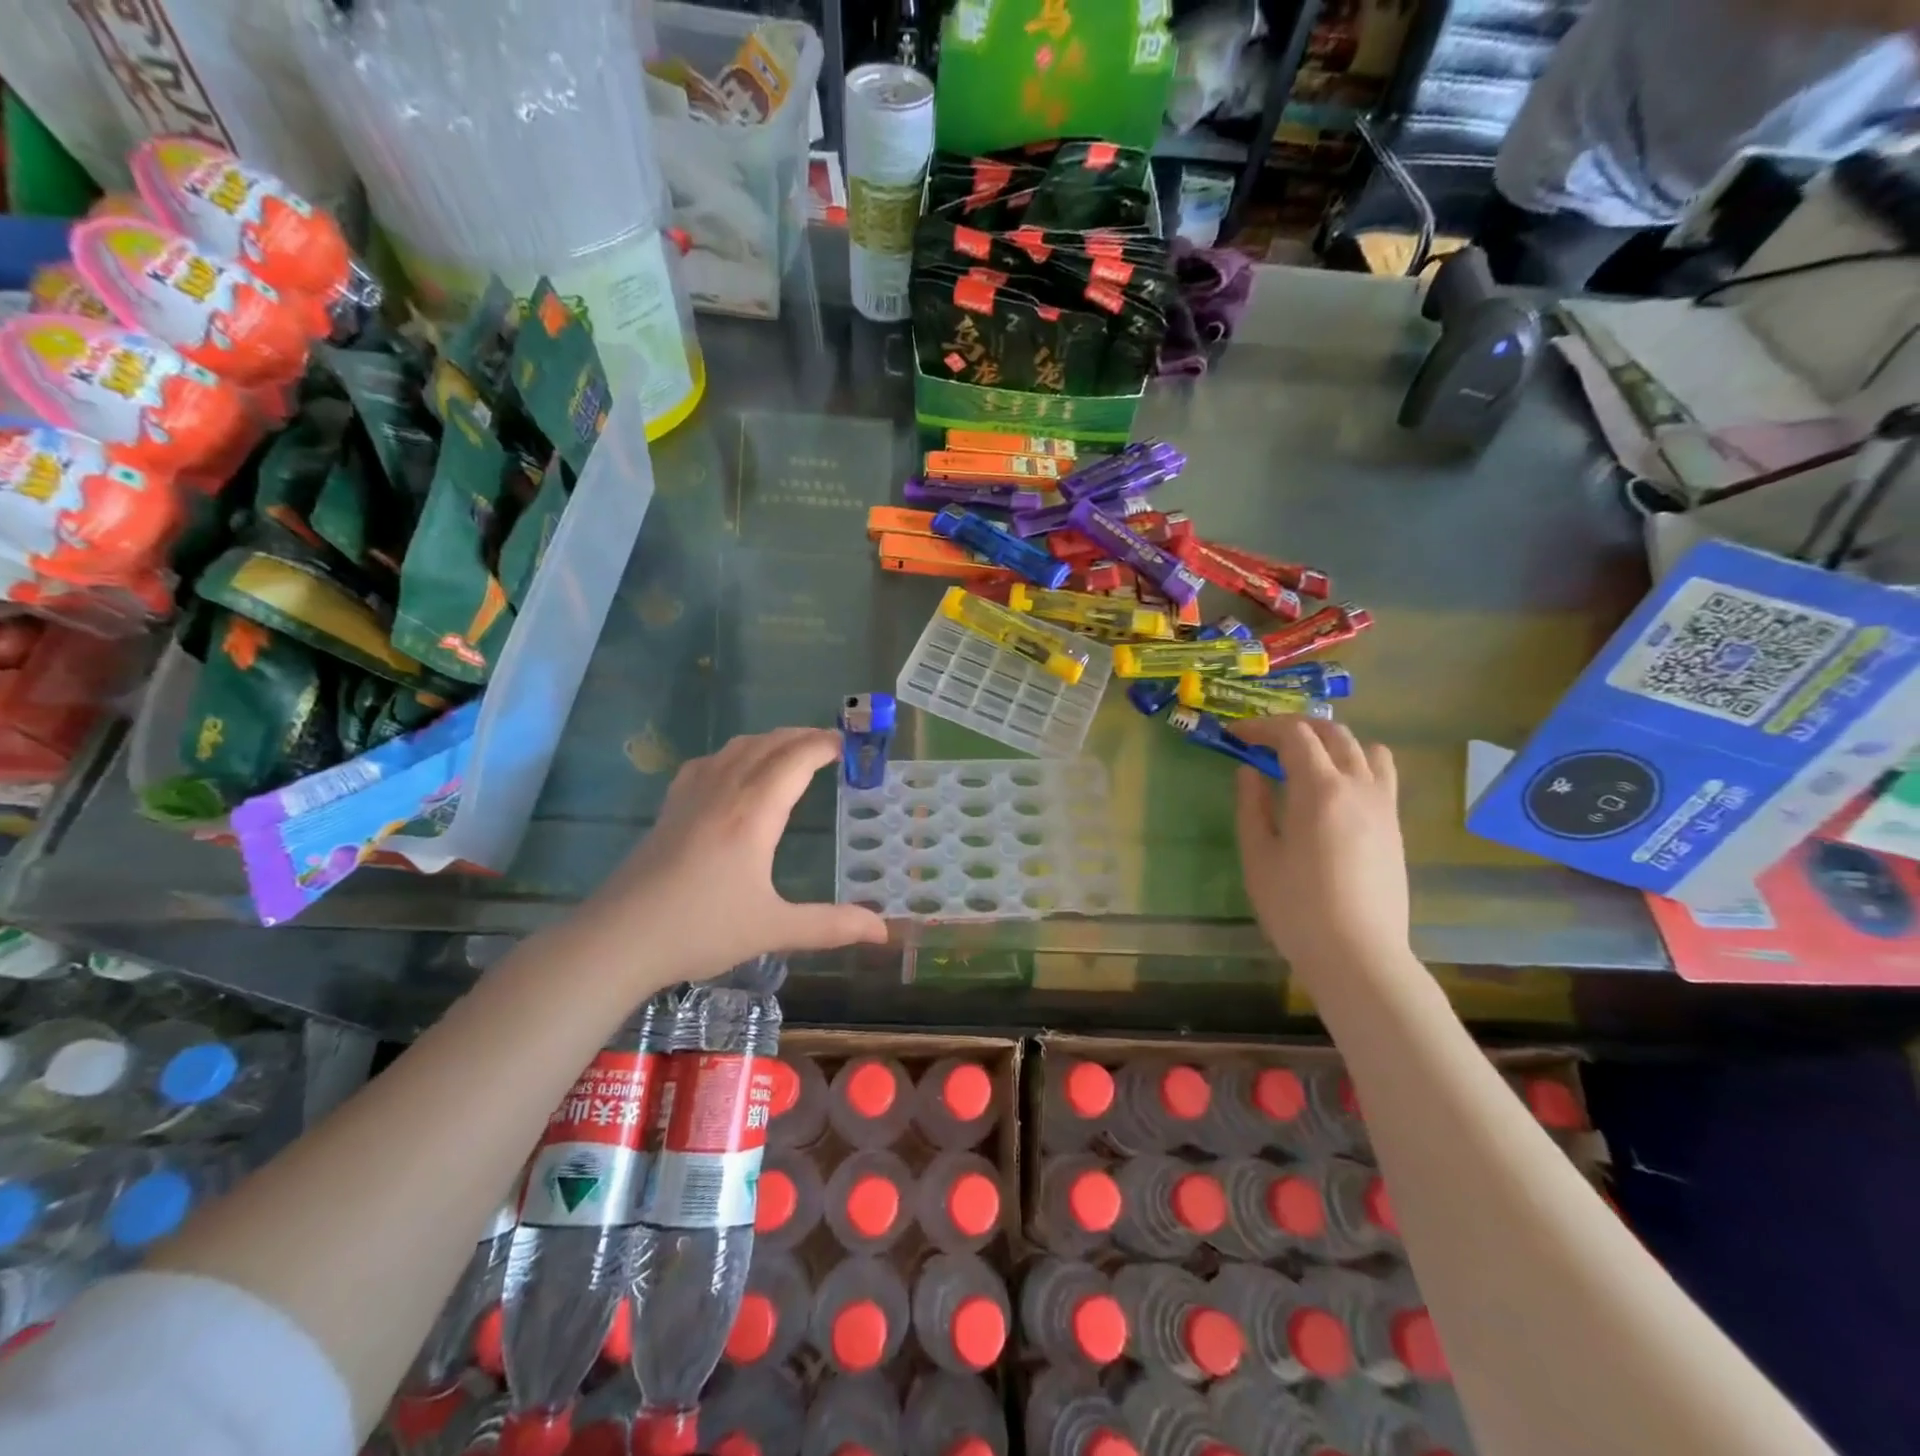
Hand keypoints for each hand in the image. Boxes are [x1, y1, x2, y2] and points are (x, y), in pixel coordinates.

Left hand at [573, 728, 887, 988]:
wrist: (618, 939)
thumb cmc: (700, 929)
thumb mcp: (773, 929)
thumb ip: (831, 925)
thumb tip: (882, 932)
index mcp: (753, 813)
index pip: (795, 760)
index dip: (824, 746)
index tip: (849, 745)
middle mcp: (724, 792)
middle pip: (768, 745)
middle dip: (802, 737)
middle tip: (831, 744)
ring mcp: (691, 796)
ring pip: (736, 748)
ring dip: (770, 740)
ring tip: (791, 751)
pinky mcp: (670, 808)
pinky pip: (708, 762)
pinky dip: (734, 753)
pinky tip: (734, 769)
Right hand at [1234, 717, 1410, 973]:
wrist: (1358, 955)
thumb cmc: (1296, 907)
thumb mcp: (1259, 855)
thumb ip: (1252, 805)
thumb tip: (1249, 771)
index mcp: (1319, 789)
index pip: (1293, 734)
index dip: (1261, 727)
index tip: (1236, 734)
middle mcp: (1358, 785)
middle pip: (1332, 732)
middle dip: (1295, 727)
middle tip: (1264, 741)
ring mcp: (1383, 805)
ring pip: (1365, 748)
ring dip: (1331, 741)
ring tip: (1305, 759)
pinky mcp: (1394, 826)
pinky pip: (1381, 775)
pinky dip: (1356, 764)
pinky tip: (1334, 790)